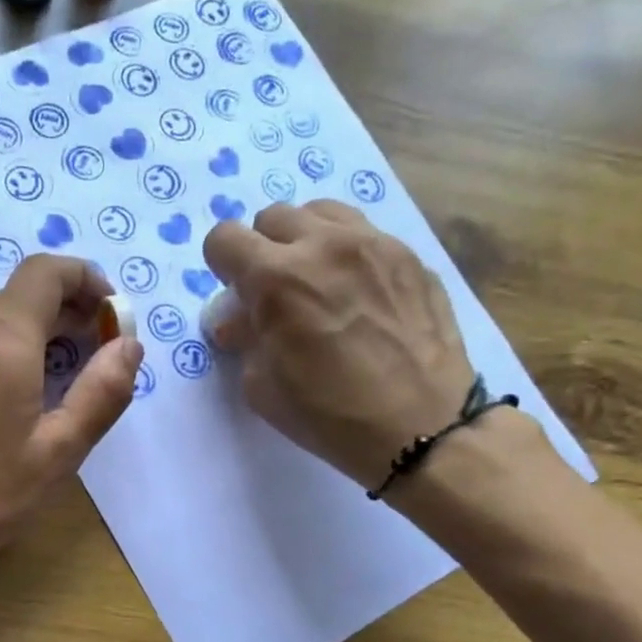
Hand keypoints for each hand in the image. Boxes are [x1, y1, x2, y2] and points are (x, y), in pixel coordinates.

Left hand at [0, 254, 142, 590]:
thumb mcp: (61, 451)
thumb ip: (102, 392)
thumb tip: (129, 345)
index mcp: (2, 346)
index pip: (43, 272)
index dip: (83, 277)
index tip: (109, 311)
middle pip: (21, 292)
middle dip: (67, 306)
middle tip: (98, 346)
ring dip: (38, 327)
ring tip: (66, 370)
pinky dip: (9, 345)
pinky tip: (23, 389)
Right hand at [203, 201, 475, 489]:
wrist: (420, 428)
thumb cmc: (328, 416)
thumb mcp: (262, 387)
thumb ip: (245, 339)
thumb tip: (239, 320)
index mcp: (276, 279)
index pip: (224, 238)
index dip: (222, 266)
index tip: (236, 294)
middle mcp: (322, 246)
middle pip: (272, 218)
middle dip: (262, 251)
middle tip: (275, 293)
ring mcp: (373, 244)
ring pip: (320, 213)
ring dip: (305, 241)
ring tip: (316, 282)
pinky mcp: (410, 255)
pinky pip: (364, 234)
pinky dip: (347, 255)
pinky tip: (359, 296)